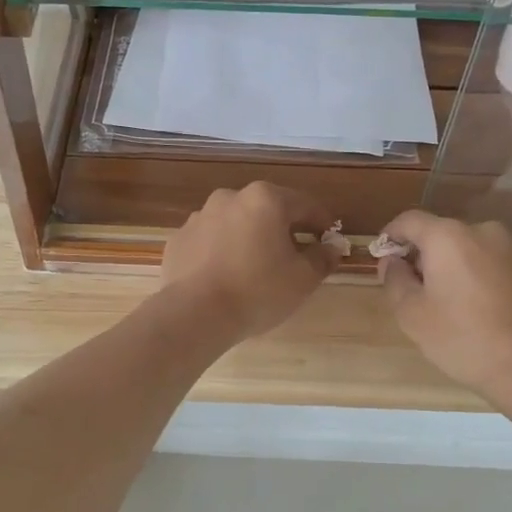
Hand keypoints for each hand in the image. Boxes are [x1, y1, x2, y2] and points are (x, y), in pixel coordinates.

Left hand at [160, 183, 342, 343]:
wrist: (195, 313)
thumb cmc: (258, 291)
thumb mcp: (303, 279)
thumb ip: (322, 258)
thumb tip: (332, 247)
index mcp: (265, 199)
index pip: (305, 205)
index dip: (322, 223)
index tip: (329, 241)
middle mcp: (229, 197)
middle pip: (267, 210)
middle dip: (283, 230)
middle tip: (293, 257)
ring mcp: (199, 217)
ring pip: (235, 223)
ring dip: (249, 238)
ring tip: (255, 269)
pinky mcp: (179, 239)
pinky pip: (209, 241)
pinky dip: (221, 252)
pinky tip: (224, 276)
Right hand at [376, 210, 511, 398]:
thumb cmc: (461, 339)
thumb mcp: (411, 314)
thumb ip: (394, 279)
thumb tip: (393, 260)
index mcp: (448, 237)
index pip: (410, 221)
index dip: (392, 235)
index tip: (386, 255)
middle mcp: (485, 231)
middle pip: (446, 235)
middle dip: (430, 255)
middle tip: (423, 289)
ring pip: (479, 249)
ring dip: (465, 265)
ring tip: (463, 301)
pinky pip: (507, 263)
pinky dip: (495, 276)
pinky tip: (495, 306)